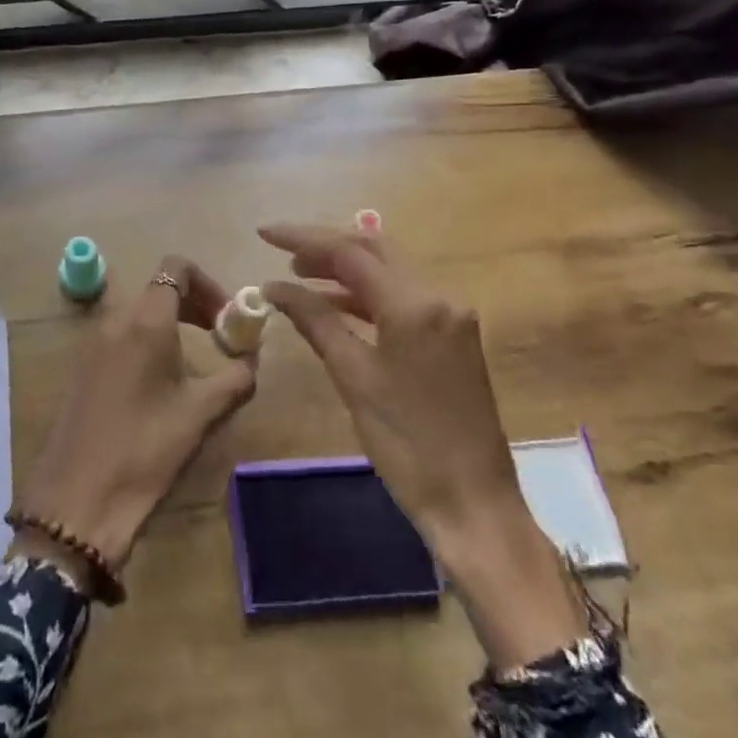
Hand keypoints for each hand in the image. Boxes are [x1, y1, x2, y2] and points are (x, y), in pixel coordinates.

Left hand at [16, 256, 254, 577]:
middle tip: (219, 337)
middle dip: (194, 304)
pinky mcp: (80, 365)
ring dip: (169, 323)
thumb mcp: (201, 414)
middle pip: (158, 288)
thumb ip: (236, 377)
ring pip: (138, 311)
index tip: (227, 318)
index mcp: (145, 320)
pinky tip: (158, 382)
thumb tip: (252, 359)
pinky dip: (145, 340)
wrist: (78, 499)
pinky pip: (119, 334)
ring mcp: (91, 341)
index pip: (176, 268)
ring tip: (192, 361)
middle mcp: (114, 318)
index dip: (208, 283)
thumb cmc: (145, 449)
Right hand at [260, 223, 584, 666]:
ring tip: (298, 276)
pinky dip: (367, 295)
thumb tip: (275, 287)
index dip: (303, 238)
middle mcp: (439, 296)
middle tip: (282, 253)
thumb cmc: (408, 445)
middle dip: (326, 246)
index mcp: (415, 304)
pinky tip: (334, 305)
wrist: (474, 504)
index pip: (350, 251)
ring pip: (390, 271)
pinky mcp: (453, 335)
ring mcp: (451, 315)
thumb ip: (315, 321)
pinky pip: (403, 297)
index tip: (263, 233)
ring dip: (345, 269)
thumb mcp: (353, 378)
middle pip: (374, 250)